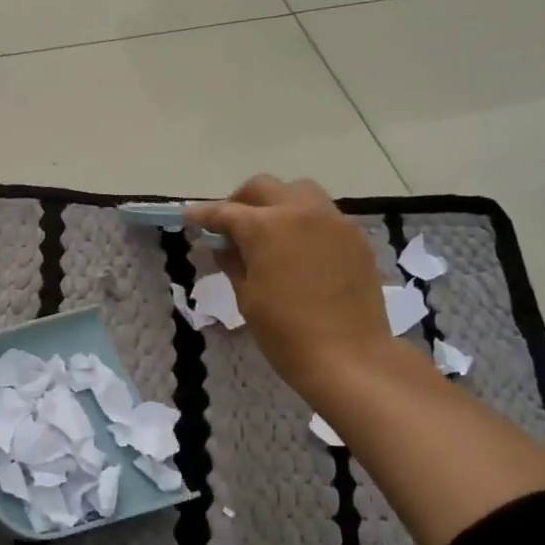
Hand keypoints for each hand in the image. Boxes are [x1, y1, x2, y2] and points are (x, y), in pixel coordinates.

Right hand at [187, 175, 416, 402]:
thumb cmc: (286, 333)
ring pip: (299, 192)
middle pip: (264, 187)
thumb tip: (223, 245)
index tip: (189, 218)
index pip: (226, 212)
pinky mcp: (355, 237)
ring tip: (269, 231)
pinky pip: (324, 215)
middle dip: (241, 200)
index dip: (204, 215)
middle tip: (230, 224)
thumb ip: (233, 262)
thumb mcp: (247, 298)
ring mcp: (333, 221)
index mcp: (266, 227)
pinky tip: (300, 249)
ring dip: (277, 203)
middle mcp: (300, 211)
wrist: (348, 356)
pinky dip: (305, 222)